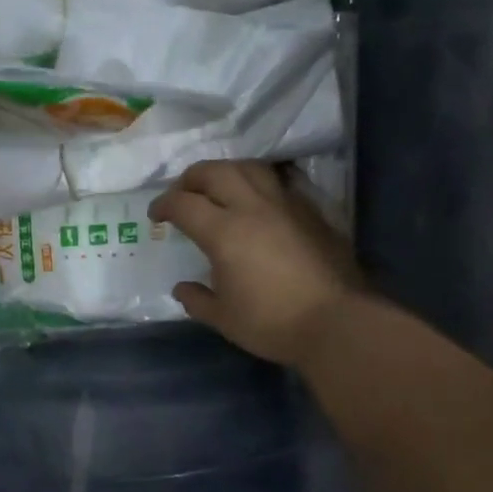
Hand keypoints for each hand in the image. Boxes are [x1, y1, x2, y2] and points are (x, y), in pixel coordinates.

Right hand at [149, 160, 366, 366]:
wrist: (336, 322)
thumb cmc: (272, 323)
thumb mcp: (224, 318)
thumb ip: (197, 300)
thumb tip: (182, 289)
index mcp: (224, 233)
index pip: (184, 204)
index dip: (163, 205)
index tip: (155, 216)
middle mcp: (252, 208)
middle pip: (215, 172)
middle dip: (191, 179)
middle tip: (182, 194)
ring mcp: (285, 205)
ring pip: (249, 168)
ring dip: (226, 172)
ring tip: (218, 189)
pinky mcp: (310, 211)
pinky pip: (278, 182)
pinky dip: (257, 183)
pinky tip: (256, 202)